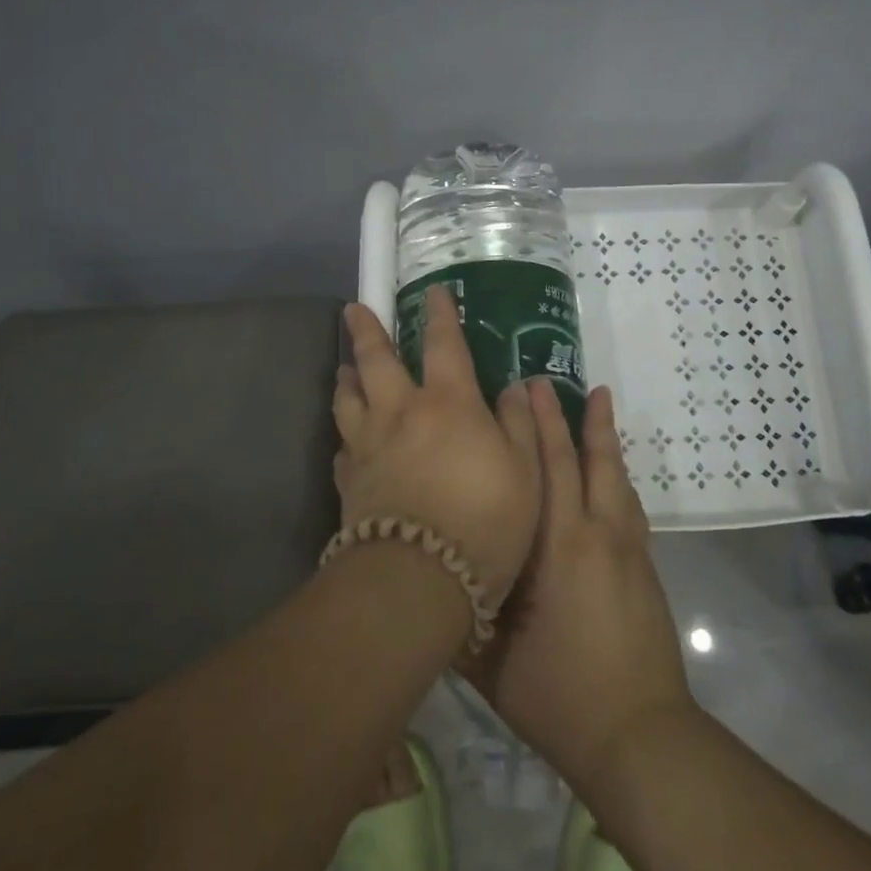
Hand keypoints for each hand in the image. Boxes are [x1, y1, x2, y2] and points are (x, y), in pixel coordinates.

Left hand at [333, 287, 542, 604]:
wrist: (420, 578)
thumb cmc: (487, 519)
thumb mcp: (527, 471)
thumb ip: (520, 424)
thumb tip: (514, 387)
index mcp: (448, 402)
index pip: (444, 344)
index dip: (440, 315)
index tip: (433, 292)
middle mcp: (401, 413)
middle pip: (376, 361)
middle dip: (367, 331)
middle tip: (354, 309)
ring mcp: (368, 446)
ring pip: (349, 399)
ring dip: (346, 377)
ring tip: (344, 367)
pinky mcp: (349, 482)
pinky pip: (343, 448)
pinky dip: (346, 435)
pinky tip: (348, 439)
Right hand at [459, 381, 695, 793]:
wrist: (640, 735)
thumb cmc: (559, 697)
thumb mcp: (491, 661)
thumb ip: (463, 612)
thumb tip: (430, 573)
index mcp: (556, 549)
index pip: (544, 471)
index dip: (531, 428)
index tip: (520, 390)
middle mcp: (595, 535)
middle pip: (582, 460)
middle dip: (563, 418)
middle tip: (546, 380)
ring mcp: (626, 549)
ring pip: (614, 475)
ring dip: (603, 435)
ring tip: (597, 399)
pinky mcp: (644, 566)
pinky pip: (628, 502)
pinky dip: (618, 473)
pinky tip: (613, 469)